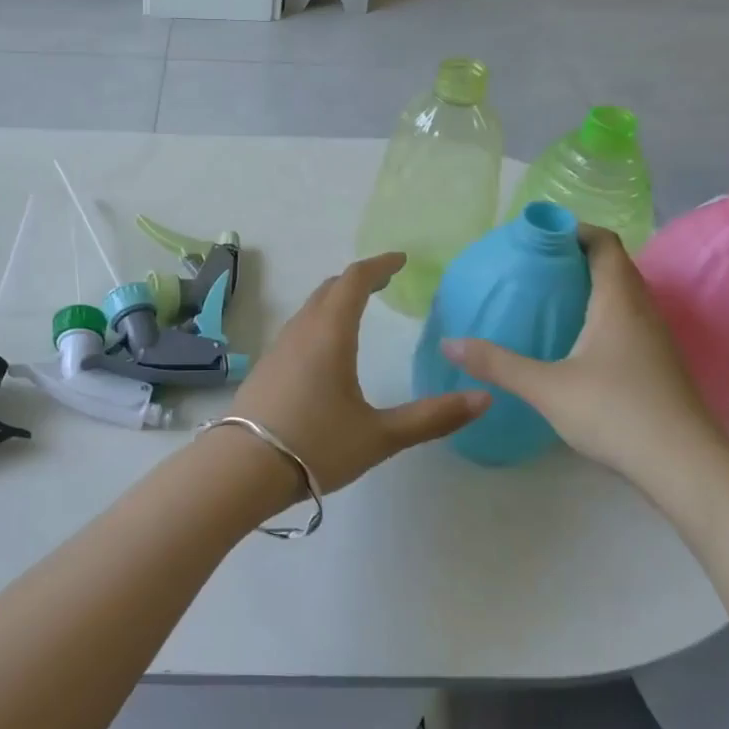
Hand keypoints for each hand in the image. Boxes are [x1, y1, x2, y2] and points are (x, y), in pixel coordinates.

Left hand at [222, 252, 489, 495]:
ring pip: (311, 307)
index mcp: (331, 334)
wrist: (243, 468)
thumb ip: (432, 417)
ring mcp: (279, 346)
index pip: (354, 281)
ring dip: (336, 298)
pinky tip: (328, 346)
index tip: (401, 260)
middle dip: (358, 279)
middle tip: (385, 282)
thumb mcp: (380, 436)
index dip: (379, 265)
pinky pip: (299, 327)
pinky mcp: (268, 365)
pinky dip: (321, 319)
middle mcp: (302, 330)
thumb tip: (484, 398)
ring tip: (359, 308)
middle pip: (330, 289)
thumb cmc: (316, 445)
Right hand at [441, 227, 726, 499]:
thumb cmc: (617, 413)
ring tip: (550, 296)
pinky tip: (577, 339)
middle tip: (534, 264)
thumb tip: (448, 344)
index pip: (603, 243)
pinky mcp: (660, 365)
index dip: (573, 230)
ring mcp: (656, 339)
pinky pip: (628, 319)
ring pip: (624, 294)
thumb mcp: (546, 387)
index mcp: (618, 301)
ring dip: (591, 284)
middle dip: (576, 255)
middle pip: (614, 265)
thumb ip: (497, 363)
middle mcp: (642, 311)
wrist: (688, 469)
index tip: (538, 234)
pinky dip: (602, 312)